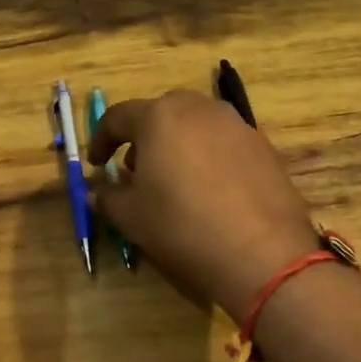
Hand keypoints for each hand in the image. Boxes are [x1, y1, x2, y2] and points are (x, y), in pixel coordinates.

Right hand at [89, 90, 320, 323]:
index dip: (101, 140)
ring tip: (174, 180)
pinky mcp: (263, 146)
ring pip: (195, 125)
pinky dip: (208, 157)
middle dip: (143, 138)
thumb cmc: (182, 227)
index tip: (97, 164)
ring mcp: (236, 124)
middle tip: (136, 169)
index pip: (118, 117)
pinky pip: (224, 142)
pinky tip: (210, 191)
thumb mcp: (131, 217)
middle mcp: (199, 109)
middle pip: (161, 113)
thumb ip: (108, 197)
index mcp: (159, 116)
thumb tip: (99, 192)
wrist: (262, 253)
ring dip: (177, 144)